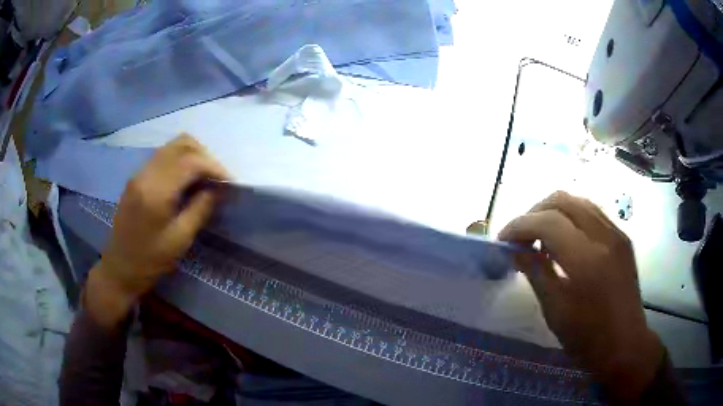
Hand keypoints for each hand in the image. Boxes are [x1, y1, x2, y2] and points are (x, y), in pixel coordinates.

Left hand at [86, 134, 228, 327]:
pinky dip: (180, 160)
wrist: (119, 267)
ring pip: (172, 146)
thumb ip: (201, 208)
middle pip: (181, 144)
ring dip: (193, 155)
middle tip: (217, 178)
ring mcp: (139, 173)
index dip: (214, 167)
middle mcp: (146, 173)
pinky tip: (186, 180)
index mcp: (156, 191)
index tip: (230, 182)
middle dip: (205, 156)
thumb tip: (219, 188)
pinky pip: (163, 156)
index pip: (191, 161)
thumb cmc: (150, 260)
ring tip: (204, 178)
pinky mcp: (137, 177)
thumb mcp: (180, 239)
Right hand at [499, 191, 663, 401]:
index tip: (503, 240)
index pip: (548, 222)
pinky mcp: (622, 237)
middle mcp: (604, 236)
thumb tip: (514, 250)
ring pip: (578, 201)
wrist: (625, 344)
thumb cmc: (587, 337)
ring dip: (553, 211)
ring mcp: (617, 233)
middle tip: (521, 236)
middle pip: (563, 200)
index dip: (520, 225)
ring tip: (540, 236)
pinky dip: (571, 217)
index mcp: (587, 260)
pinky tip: (564, 240)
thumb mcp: (555, 310)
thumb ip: (535, 272)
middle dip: (535, 212)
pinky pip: (592, 213)